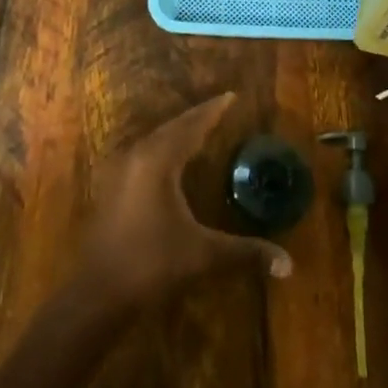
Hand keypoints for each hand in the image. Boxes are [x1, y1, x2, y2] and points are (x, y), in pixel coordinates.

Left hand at [77, 94, 293, 310]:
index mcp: (159, 161)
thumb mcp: (203, 255)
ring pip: (155, 140)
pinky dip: (163, 147)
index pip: (191, 126)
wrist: (98, 292)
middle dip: (197, 117)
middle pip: (172, 128)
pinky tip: (171, 160)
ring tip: (199, 128)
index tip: (231, 96)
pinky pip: (144, 154)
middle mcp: (138, 157)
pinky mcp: (113, 188)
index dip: (212, 111)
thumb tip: (289, 265)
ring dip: (178, 132)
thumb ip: (246, 253)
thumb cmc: (151, 264)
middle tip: (219, 108)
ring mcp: (121, 171)